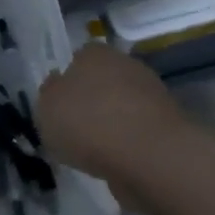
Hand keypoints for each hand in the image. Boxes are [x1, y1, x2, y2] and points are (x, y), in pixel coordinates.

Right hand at [37, 43, 194, 210]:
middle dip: (91, 101)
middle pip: (102, 81)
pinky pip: (137, 131)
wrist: (150, 157)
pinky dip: (127, 143)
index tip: (58, 103)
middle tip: (73, 127)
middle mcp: (126, 65)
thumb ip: (49, 94)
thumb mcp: (45, 108)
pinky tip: (115, 160)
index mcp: (94, 54)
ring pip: (122, 106)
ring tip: (92, 150)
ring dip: (110, 123)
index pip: (78, 58)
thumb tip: (57, 86)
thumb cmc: (87, 123)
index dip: (67, 79)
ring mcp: (153, 95)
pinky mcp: (169, 126)